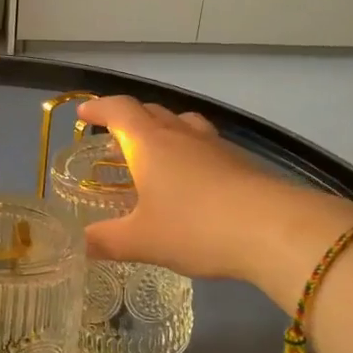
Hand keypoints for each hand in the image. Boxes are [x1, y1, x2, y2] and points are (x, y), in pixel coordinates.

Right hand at [77, 95, 352, 308]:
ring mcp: (215, 146)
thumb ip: (106, 241)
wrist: (272, 229)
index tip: (83, 114)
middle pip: (152, 111)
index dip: (98, 109)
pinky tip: (194, 179)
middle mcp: (182, 135)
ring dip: (165, 129)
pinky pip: (207, 145)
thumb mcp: (141, 241)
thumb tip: (80, 244)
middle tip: (115, 135)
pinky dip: (191, 152)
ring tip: (156, 150)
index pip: (119, 110)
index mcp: (150, 143)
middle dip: (130, 118)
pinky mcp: (241, 162)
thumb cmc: (194, 227)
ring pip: (184, 124)